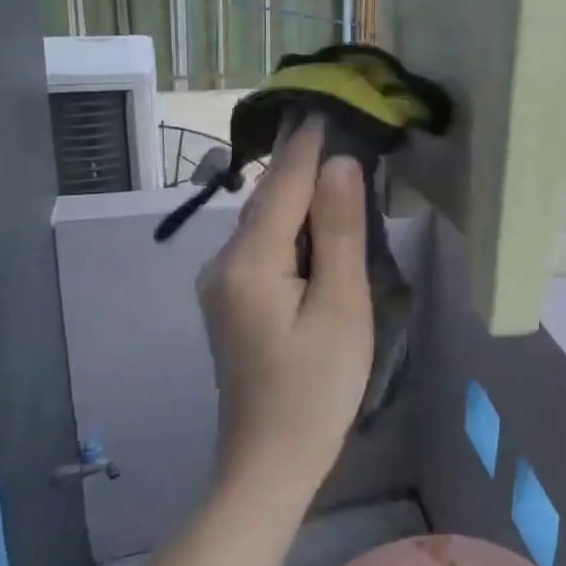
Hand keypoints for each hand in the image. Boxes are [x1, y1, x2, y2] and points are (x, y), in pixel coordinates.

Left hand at [196, 118, 372, 488]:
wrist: (269, 464)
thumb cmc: (317, 388)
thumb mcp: (340, 307)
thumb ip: (338, 232)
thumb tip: (339, 165)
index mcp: (249, 262)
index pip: (284, 184)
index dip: (308, 143)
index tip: (327, 101)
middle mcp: (224, 263)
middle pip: (270, 199)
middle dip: (305, 162)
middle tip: (342, 124)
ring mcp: (223, 283)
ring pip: (267, 221)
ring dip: (301, 192)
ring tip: (338, 160)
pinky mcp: (233, 299)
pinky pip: (265, 245)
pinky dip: (294, 224)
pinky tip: (320, 219)